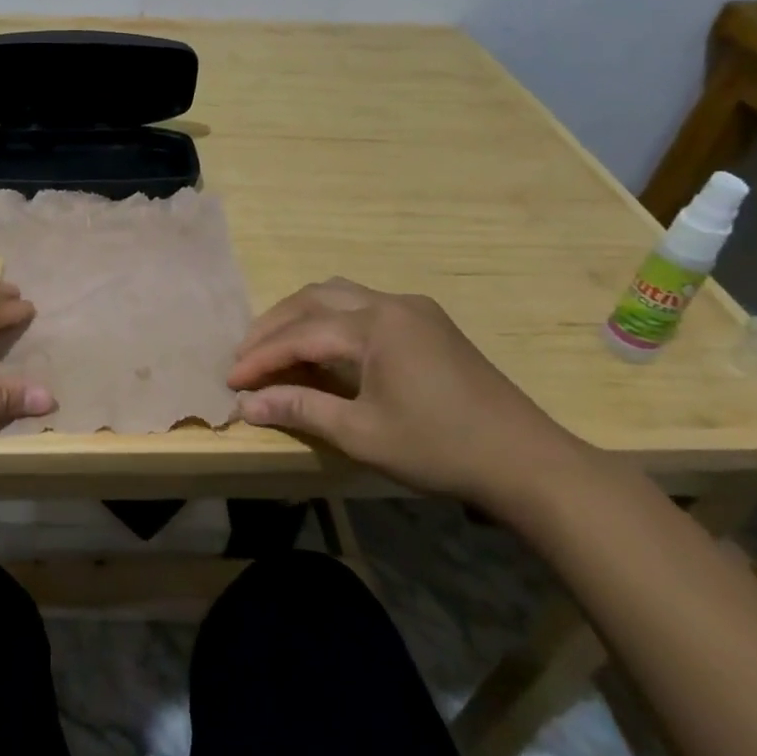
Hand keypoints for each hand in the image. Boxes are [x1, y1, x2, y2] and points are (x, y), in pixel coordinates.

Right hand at [227, 279, 587, 514]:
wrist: (526, 460)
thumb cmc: (439, 447)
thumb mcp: (362, 434)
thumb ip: (301, 409)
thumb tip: (247, 404)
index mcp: (376, 325)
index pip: (301, 334)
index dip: (261, 356)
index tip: (231, 380)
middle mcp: (392, 303)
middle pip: (315, 299)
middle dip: (274, 325)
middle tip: (245, 356)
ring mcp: (415, 310)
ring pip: (340, 295)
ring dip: (301, 315)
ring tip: (276, 345)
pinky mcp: (429, 323)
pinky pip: (364, 306)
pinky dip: (331, 320)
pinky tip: (323, 346)